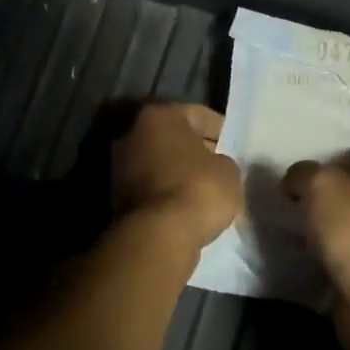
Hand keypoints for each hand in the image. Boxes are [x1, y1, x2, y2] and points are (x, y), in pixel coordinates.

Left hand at [112, 104, 240, 251]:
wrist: (158, 235)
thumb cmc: (198, 189)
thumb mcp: (228, 170)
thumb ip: (222, 160)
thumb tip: (214, 166)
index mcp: (159, 116)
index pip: (197, 114)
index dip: (220, 128)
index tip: (234, 144)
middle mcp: (131, 134)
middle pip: (173, 137)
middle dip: (195, 150)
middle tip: (220, 165)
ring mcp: (119, 166)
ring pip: (159, 163)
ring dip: (179, 172)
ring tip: (205, 189)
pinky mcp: (115, 197)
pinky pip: (151, 187)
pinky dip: (167, 192)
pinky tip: (186, 206)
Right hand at [282, 151, 349, 314]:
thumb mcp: (323, 186)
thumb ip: (305, 174)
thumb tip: (295, 179)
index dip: (337, 160)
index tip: (306, 171)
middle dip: (329, 200)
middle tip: (294, 202)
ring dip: (326, 235)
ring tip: (291, 233)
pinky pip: (346, 268)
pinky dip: (326, 267)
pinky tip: (301, 265)